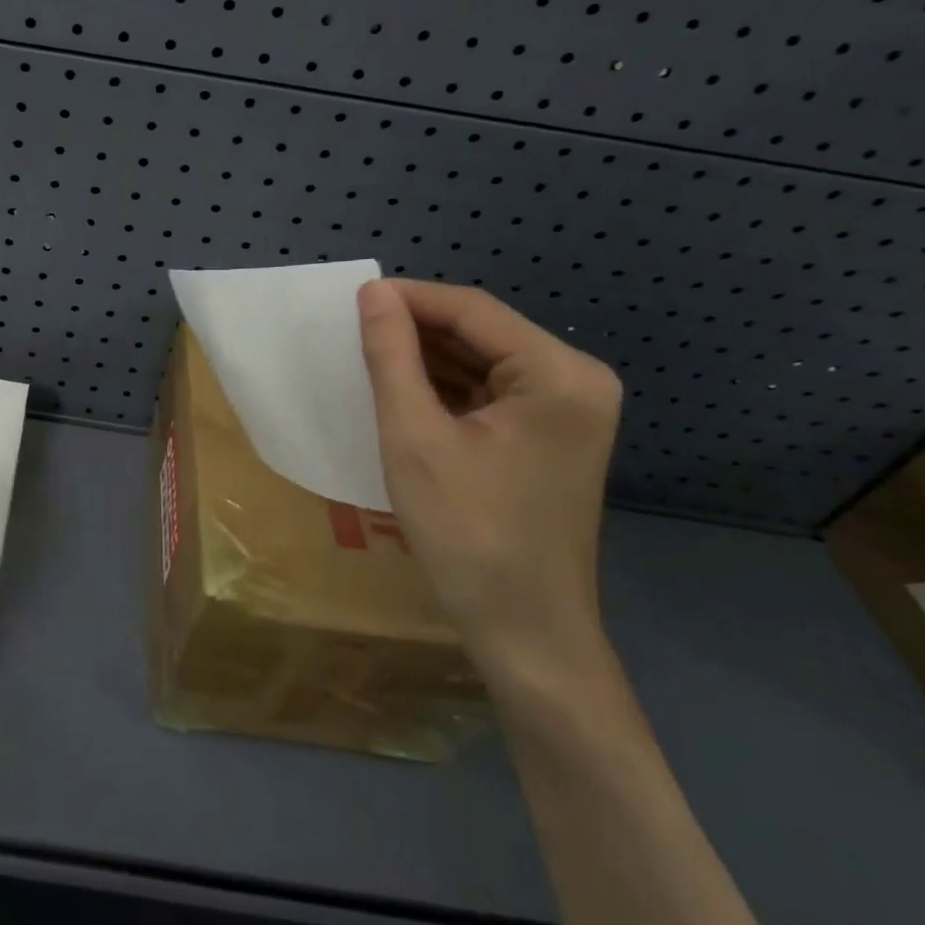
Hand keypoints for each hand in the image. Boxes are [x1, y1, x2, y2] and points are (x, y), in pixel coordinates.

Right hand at [357, 279, 622, 677]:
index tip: (349, 300)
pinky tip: (400, 391)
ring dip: (425, 359)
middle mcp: (576, 381)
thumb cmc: (468, 532)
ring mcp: (567, 412)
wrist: (524, 631)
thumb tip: (373, 293)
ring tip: (365, 357)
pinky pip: (489, 393)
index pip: (472, 310)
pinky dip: (444, 389)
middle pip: (481, 333)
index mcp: (559, 373)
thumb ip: (392, 356)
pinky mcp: (550, 437)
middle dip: (415, 330)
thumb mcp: (414, 437)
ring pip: (481, 362)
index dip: (407, 298)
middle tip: (349, 332)